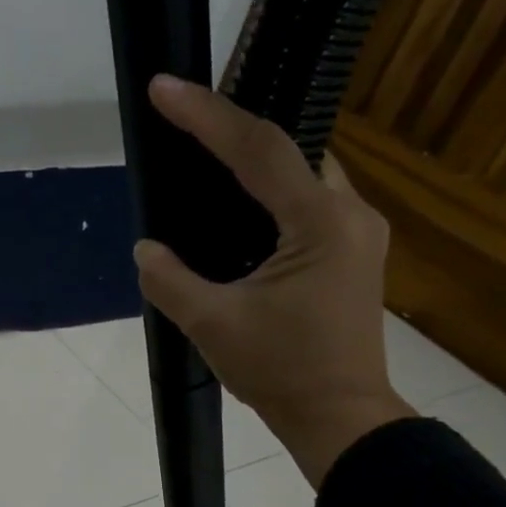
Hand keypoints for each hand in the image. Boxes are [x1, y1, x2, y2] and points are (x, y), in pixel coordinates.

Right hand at [134, 74, 416, 487]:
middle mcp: (350, 214)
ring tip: (208, 162)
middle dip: (237, 133)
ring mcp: (360, 234)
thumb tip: (145, 249)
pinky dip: (275, 196)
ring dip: (259, 164)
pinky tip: (244, 212)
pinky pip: (312, 204)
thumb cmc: (279, 372)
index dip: (207, 116)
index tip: (165, 89)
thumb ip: (170, 280)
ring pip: (305, 175)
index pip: (258, 150)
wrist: (339, 417)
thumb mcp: (212, 326)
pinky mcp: (355, 255)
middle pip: (291, 149)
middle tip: (187, 124)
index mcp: (319, 223)